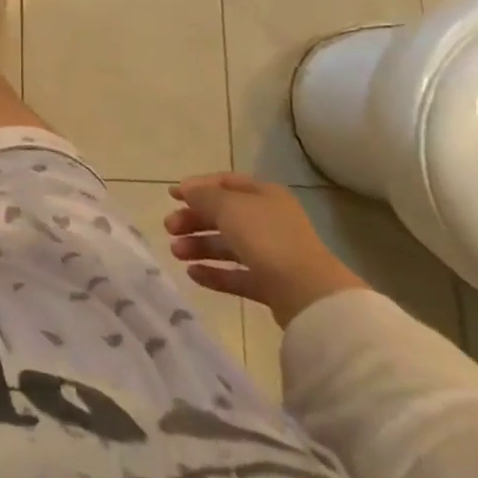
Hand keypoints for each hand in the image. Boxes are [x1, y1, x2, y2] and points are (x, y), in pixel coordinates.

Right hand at [164, 173, 369, 327]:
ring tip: (176, 253)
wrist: (308, 294)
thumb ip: (203, 196)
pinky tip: (193, 274)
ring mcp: (272, 254)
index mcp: (264, 195)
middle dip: (194, 220)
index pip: (225, 183)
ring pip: (228, 245)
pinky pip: (237, 275)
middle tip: (169, 228)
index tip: (171, 196)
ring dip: (199, 247)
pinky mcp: (272, 285)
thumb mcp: (227, 206)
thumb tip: (187, 189)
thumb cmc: (266, 237)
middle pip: (224, 215)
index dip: (197, 187)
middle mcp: (269, 221)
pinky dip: (214, 273)